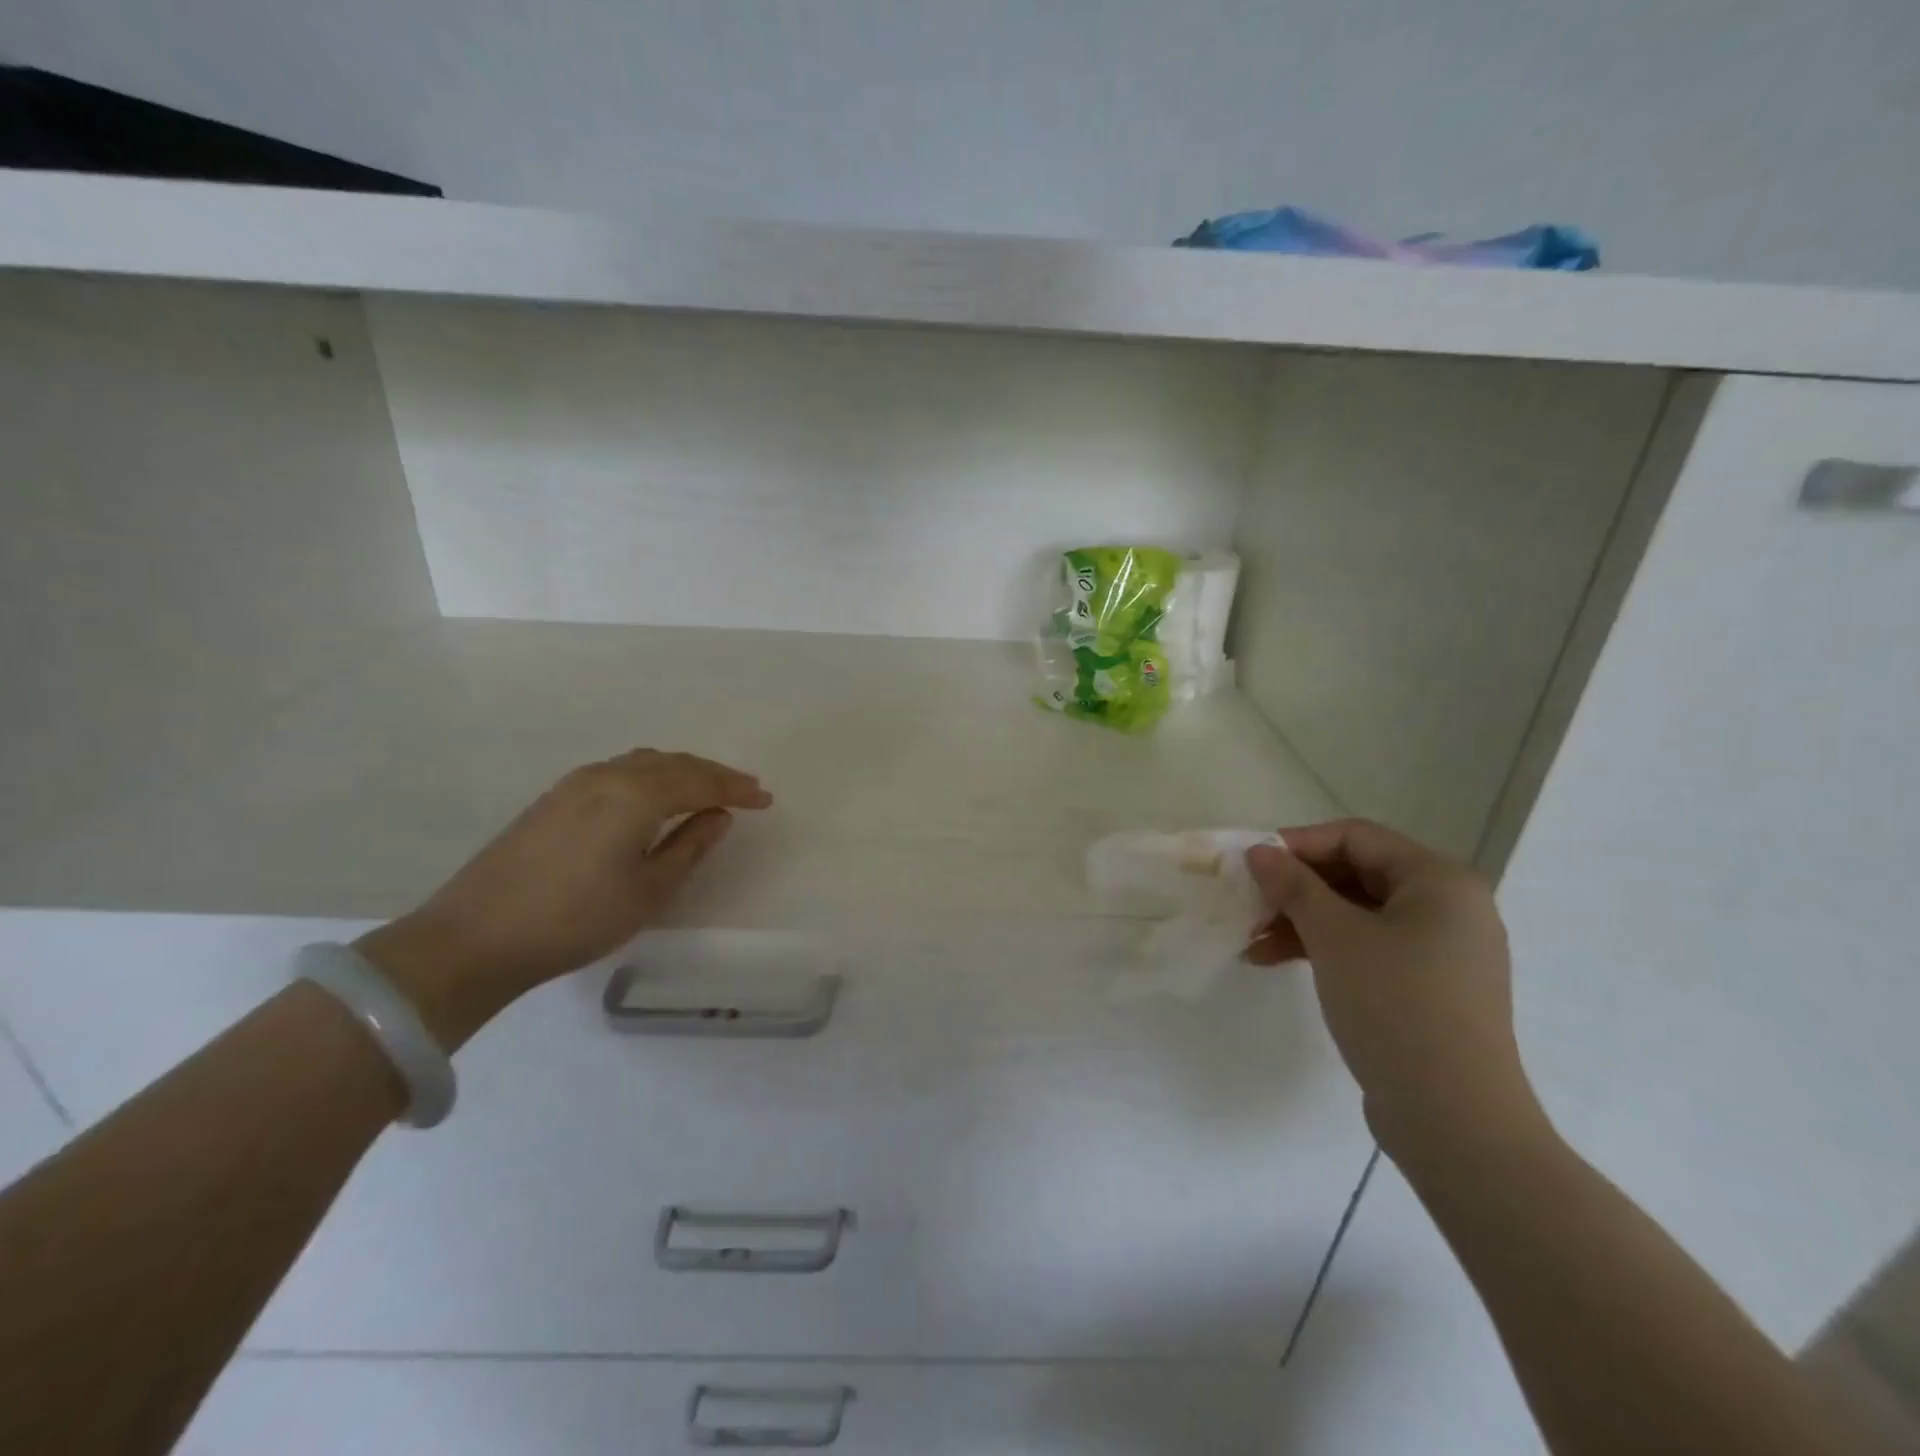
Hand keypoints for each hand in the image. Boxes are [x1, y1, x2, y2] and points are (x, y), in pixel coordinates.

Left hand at [357, 749, 772, 1048]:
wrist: (473, 938)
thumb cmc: (574, 919)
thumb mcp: (647, 890)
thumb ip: (689, 846)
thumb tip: (719, 816)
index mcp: (635, 795)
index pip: (699, 780)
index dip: (736, 788)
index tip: (765, 799)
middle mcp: (607, 776)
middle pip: (673, 763)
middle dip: (712, 774)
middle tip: (744, 791)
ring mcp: (575, 784)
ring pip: (643, 763)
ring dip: (680, 772)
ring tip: (705, 790)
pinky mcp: (554, 798)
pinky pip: (618, 771)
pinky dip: (650, 776)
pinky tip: (653, 796)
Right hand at [1243, 819, 1546, 1158]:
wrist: (1454, 1119)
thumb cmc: (1395, 1005)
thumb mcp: (1334, 936)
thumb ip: (1293, 885)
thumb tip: (1259, 851)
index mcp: (1440, 881)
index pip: (1356, 837)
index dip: (1298, 843)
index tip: (1251, 863)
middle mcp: (1449, 907)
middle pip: (1356, 875)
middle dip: (1296, 888)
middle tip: (1248, 903)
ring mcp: (1442, 951)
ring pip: (1357, 915)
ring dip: (1302, 921)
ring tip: (1252, 941)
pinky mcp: (1429, 988)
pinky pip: (1369, 948)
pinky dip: (1324, 949)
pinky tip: (1276, 962)